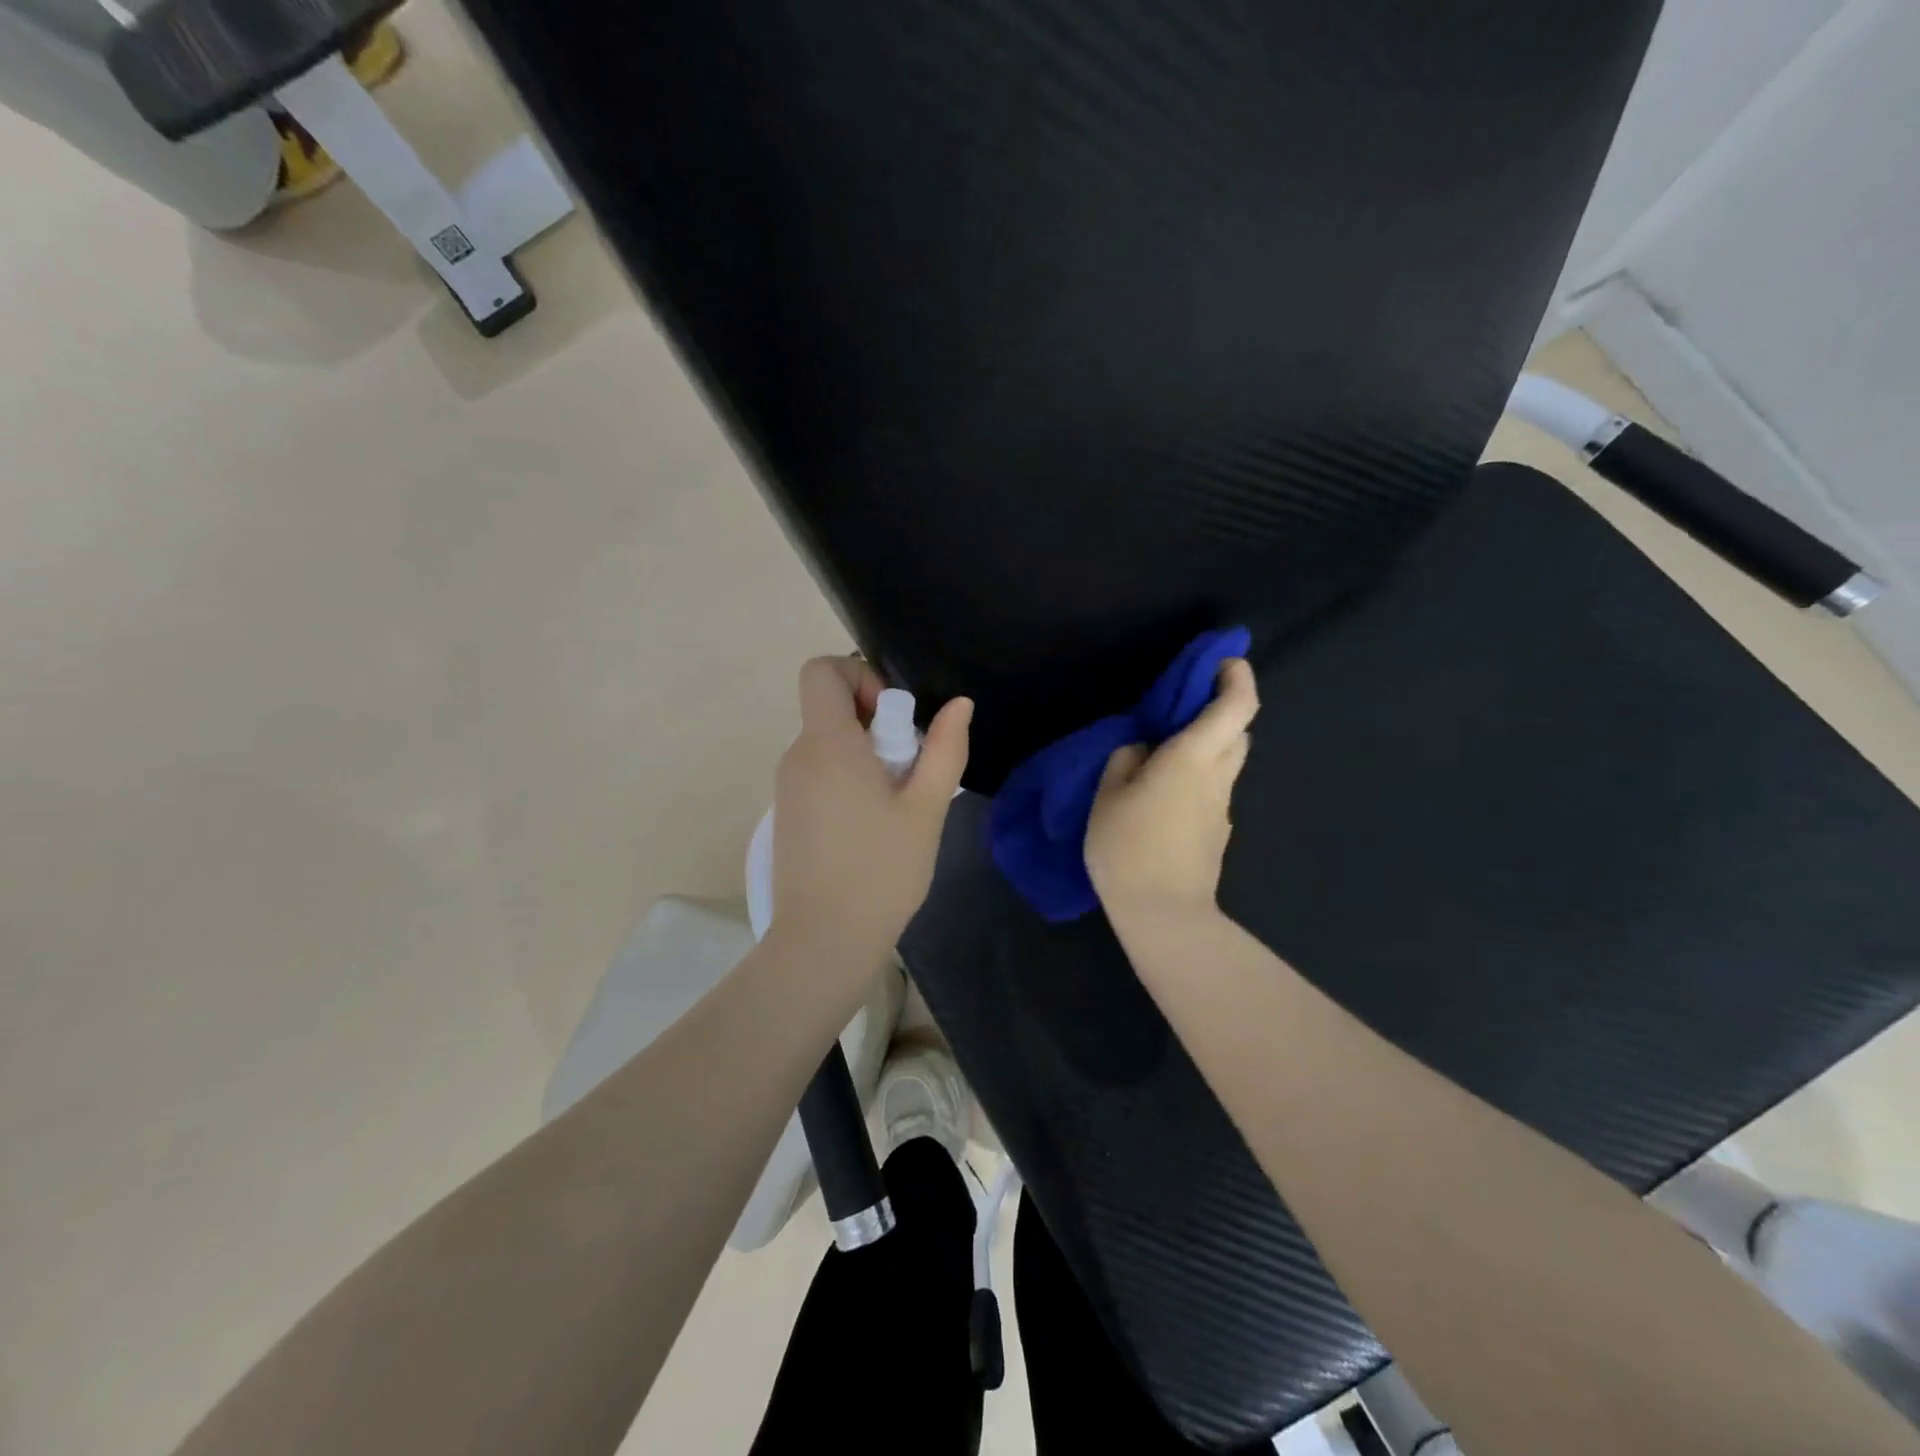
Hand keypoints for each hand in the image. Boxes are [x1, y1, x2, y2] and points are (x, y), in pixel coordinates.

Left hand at [770, 657, 971, 965]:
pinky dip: (849, 780)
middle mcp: (798, 756)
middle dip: (876, 724)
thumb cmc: (881, 871)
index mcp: (827, 744)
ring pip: (829, 744)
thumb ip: (945, 749)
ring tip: (896, 805)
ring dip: (866, 756)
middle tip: (909, 771)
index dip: (860, 677)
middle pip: (831, 709)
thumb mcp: (926, 808)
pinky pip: (820, 773)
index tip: (893, 720)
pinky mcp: (788, 814)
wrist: (823, 941)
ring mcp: (788, 787)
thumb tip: (959, 705)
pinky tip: (874, 826)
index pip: (821, 671)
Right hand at [1085, 658, 1258, 925]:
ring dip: (1207, 747)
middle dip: (1221, 711)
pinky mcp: (1217, 832)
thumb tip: (1143, 750)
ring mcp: (1222, 807)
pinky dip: (1197, 779)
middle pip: (1238, 731)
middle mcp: (1217, 776)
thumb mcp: (1107, 795)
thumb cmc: (1128, 846)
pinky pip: (1212, 791)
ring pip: (1226, 762)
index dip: (1236, 676)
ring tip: (1164, 758)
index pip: (1235, 705)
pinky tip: (1162, 799)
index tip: (1222, 662)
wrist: (1163, 913)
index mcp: (1193, 757)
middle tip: (1182, 712)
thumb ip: (1125, 761)